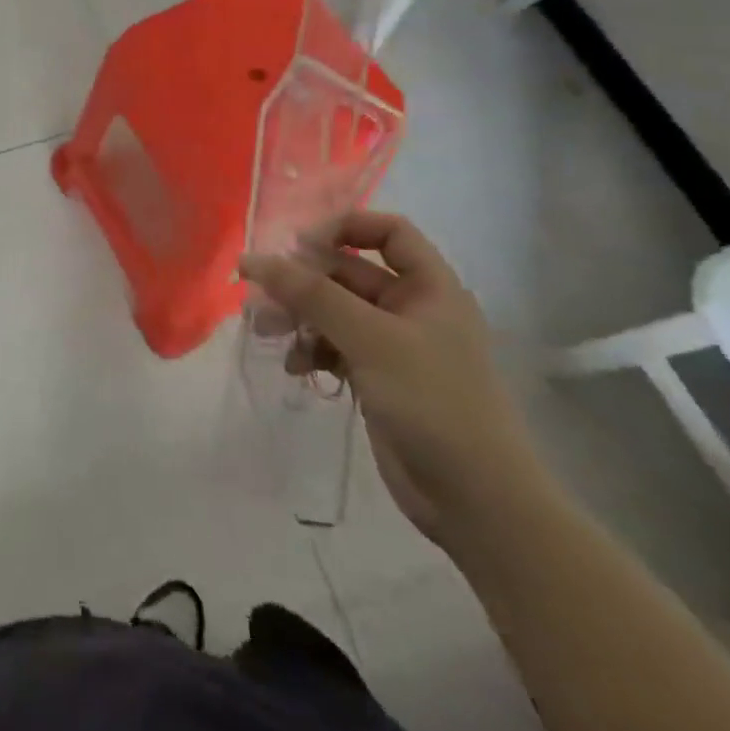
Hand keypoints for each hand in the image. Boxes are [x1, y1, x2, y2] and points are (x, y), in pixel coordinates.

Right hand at [239, 212, 552, 551]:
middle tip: (262, 295)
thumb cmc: (433, 402)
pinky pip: (335, 346)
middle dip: (304, 281)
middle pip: (349, 272)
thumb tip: (252, 259)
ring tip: (266, 330)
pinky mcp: (377, 378)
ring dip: (299, 316)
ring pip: (335, 311)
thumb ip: (310, 294)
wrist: (476, 502)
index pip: (388, 232)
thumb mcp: (370, 339)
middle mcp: (412, 308)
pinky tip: (294, 366)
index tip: (298, 247)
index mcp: (430, 287)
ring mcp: (394, 346)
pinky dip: (311, 350)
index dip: (343, 228)